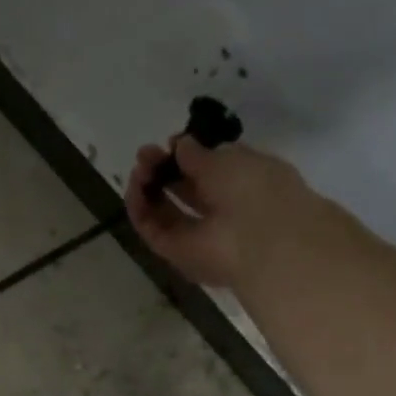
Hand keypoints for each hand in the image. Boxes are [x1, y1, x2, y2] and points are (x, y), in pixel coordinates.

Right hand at [125, 137, 315, 287]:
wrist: (260, 243)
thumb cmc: (253, 190)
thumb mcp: (227, 159)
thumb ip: (199, 153)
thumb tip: (180, 144)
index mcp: (246, 184)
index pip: (212, 169)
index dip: (189, 155)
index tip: (171, 143)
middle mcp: (222, 210)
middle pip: (185, 190)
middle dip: (163, 170)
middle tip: (145, 154)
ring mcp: (198, 235)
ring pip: (164, 210)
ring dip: (148, 187)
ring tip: (138, 169)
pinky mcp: (176, 253)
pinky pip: (152, 228)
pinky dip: (140, 208)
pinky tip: (135, 187)